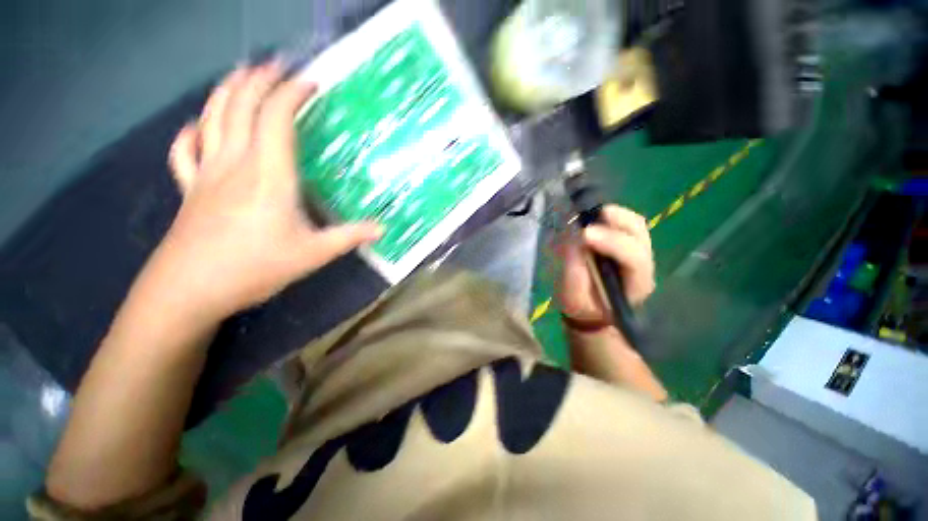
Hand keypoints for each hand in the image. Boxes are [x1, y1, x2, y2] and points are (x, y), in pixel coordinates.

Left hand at [153, 62, 381, 320]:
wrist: (190, 289)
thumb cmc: (256, 268)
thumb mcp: (313, 254)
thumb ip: (349, 237)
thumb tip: (383, 229)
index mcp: (268, 175)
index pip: (277, 118)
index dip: (292, 93)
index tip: (310, 82)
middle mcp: (234, 163)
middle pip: (240, 106)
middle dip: (259, 80)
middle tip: (277, 67)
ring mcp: (206, 173)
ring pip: (211, 117)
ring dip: (227, 91)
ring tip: (242, 76)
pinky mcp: (190, 188)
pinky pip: (184, 150)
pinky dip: (191, 131)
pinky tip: (198, 126)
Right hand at [559, 205, 654, 323]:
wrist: (592, 311)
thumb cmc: (583, 307)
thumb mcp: (573, 298)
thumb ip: (574, 273)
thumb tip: (572, 241)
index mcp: (636, 284)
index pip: (634, 257)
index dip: (611, 242)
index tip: (584, 234)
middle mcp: (643, 264)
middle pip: (640, 233)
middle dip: (616, 221)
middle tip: (589, 218)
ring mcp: (637, 250)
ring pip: (635, 224)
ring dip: (613, 215)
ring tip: (588, 215)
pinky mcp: (625, 243)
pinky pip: (624, 223)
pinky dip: (609, 217)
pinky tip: (591, 219)